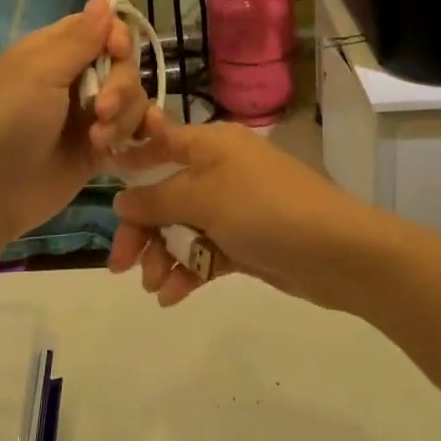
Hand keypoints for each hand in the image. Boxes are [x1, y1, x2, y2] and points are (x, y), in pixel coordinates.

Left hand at [0, 0, 161, 243]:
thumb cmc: (8, 122)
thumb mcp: (40, 72)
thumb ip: (79, 38)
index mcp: (54, 51)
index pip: (102, 29)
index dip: (118, 38)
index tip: (118, 53)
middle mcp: (75, 78)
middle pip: (123, 65)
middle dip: (121, 86)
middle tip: (101, 110)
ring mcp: (88, 114)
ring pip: (132, 99)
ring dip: (124, 116)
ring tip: (99, 139)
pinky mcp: (99, 147)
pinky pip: (133, 130)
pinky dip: (138, 133)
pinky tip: (137, 141)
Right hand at [107, 122, 388, 310]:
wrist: (337, 252)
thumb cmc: (265, 209)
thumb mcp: (205, 198)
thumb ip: (158, 199)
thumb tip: (120, 199)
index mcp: (211, 145)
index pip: (160, 144)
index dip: (131, 163)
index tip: (103, 189)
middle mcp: (220, 171)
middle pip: (165, 194)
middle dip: (141, 229)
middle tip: (120, 264)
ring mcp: (233, 208)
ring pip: (181, 228)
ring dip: (162, 255)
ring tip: (154, 286)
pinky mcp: (244, 242)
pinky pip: (203, 253)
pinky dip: (186, 272)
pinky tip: (171, 296)